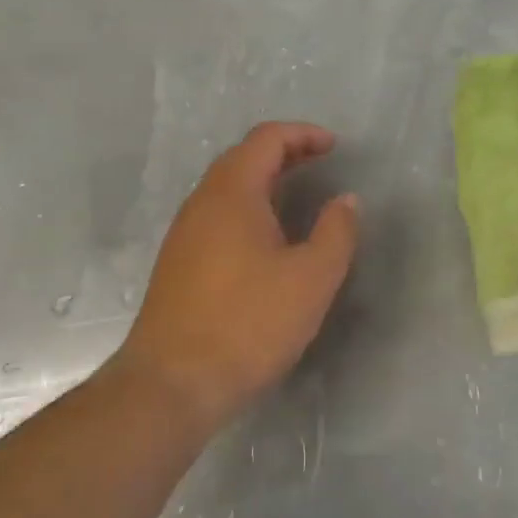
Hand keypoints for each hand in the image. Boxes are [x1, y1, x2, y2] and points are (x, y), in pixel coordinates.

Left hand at [114, 122, 359, 428]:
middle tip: (320, 164)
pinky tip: (266, 241)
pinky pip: (217, 216)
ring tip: (298, 198)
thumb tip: (345, 200)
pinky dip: (248, 209)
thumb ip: (336, 232)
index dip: (303, 134)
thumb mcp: (311, 278)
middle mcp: (201, 203)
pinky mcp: (177, 264)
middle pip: (243, 158)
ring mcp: (184, 234)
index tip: (334, 146)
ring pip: (227, 189)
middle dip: (284, 154)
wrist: (172, 383)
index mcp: (232, 193)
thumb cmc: (248, 323)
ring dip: (264, 182)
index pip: (266, 139)